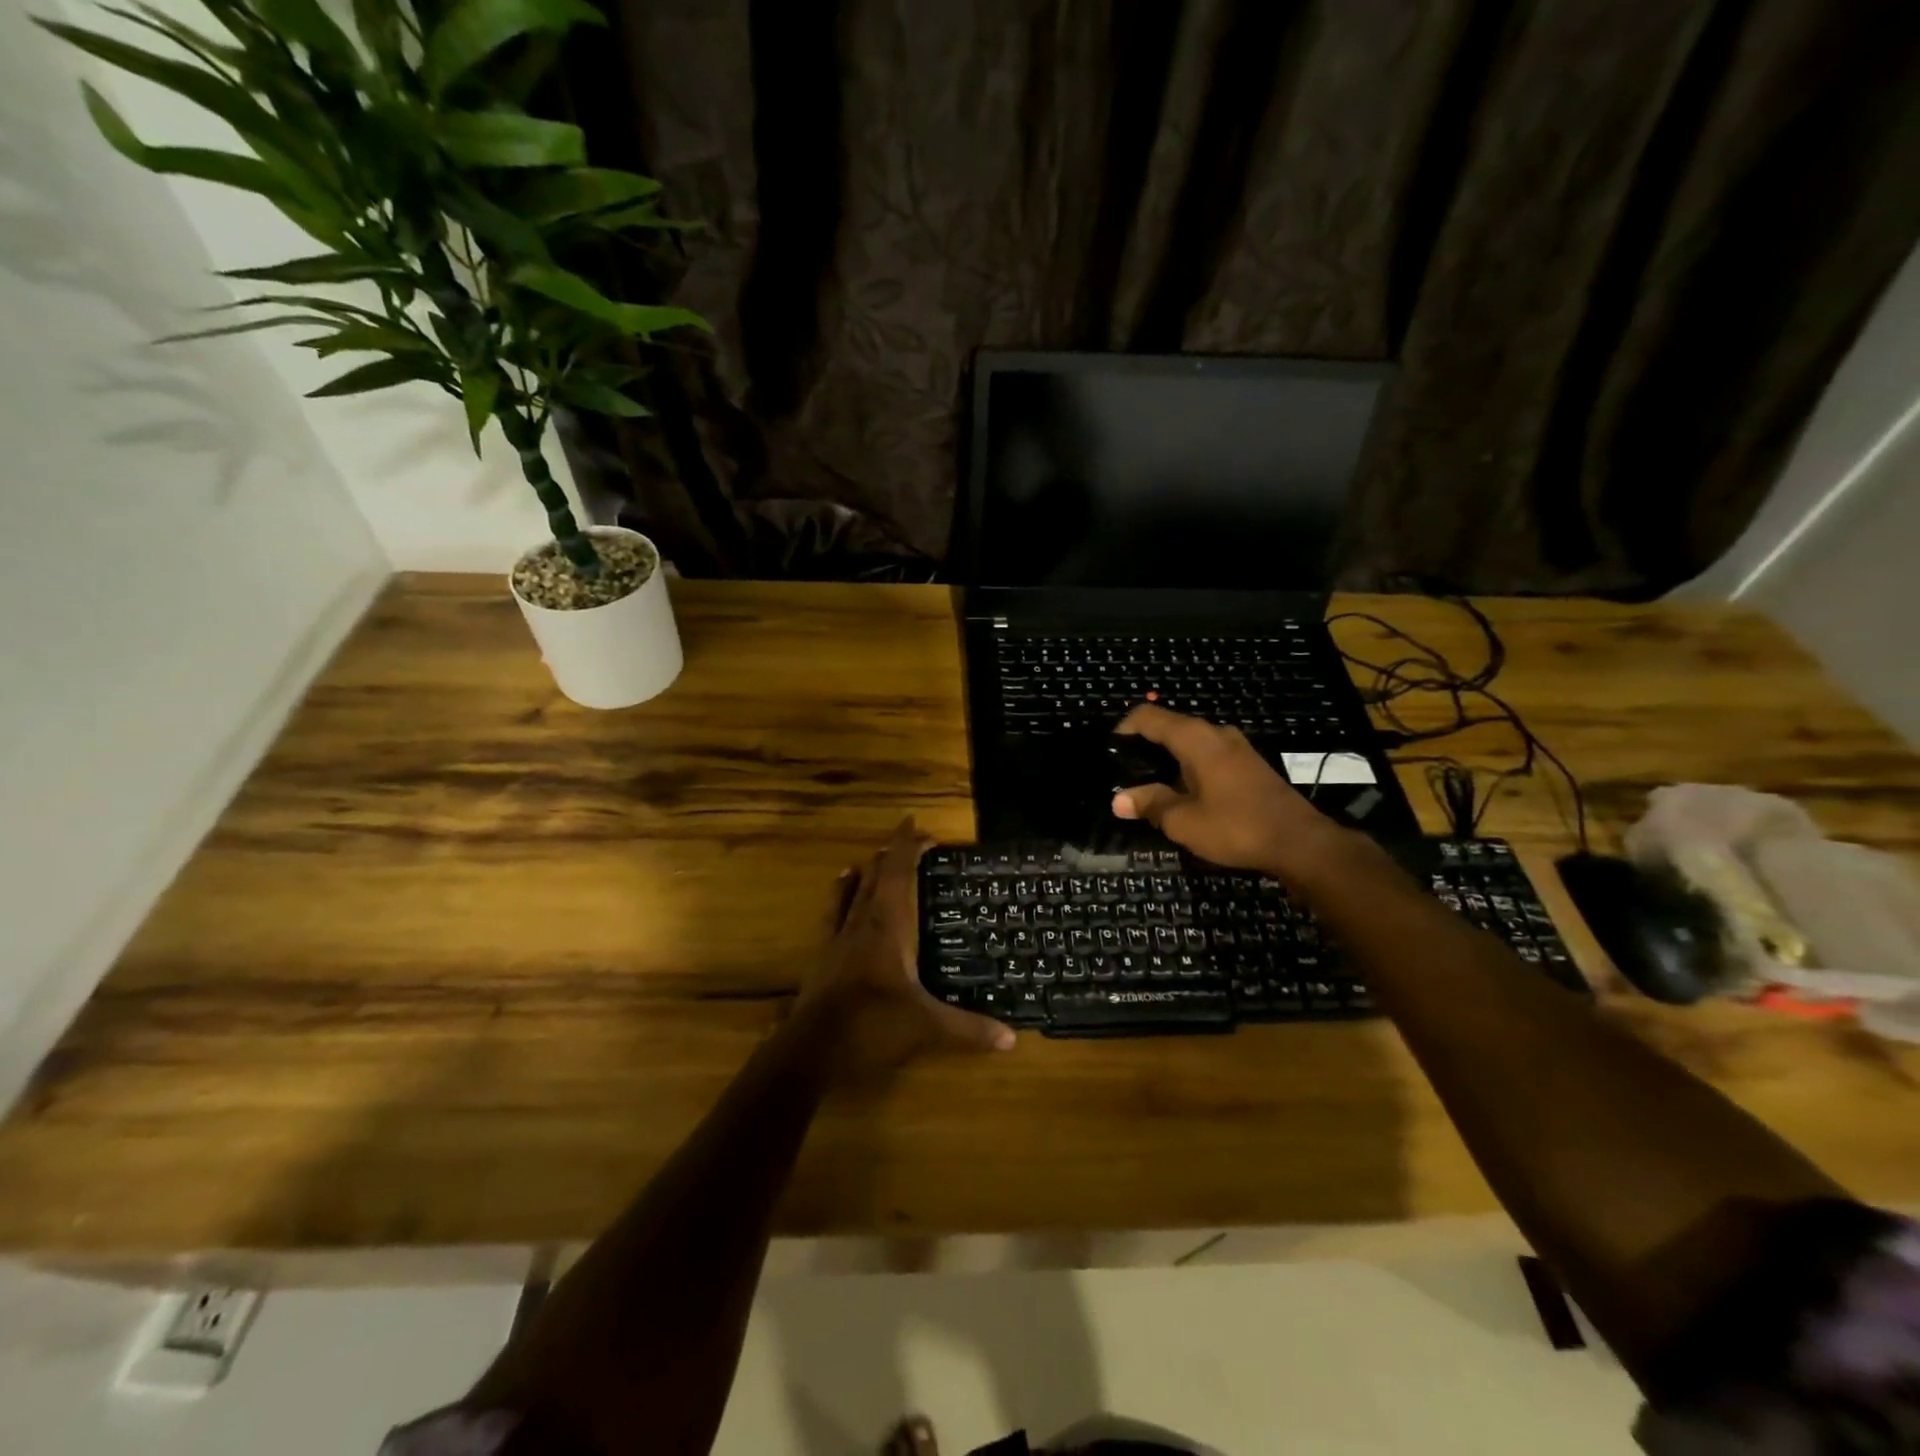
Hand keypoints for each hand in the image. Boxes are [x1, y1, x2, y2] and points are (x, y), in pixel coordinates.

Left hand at [796, 818, 1014, 1079]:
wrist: (812, 1050)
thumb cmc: (872, 1026)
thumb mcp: (926, 1027)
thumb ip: (969, 1029)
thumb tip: (1012, 1039)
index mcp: (889, 925)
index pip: (898, 872)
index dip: (908, 846)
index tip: (920, 826)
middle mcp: (863, 921)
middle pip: (877, 875)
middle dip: (894, 853)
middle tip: (913, 841)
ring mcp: (839, 936)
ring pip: (854, 889)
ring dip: (869, 870)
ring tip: (877, 856)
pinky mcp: (824, 954)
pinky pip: (834, 911)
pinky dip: (842, 892)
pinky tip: (841, 884)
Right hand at [1110, 705, 1347, 873]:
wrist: (1300, 843)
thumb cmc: (1236, 827)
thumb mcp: (1183, 821)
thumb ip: (1149, 804)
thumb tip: (1118, 799)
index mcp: (1195, 738)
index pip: (1148, 716)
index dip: (1123, 729)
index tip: (1108, 752)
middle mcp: (1215, 733)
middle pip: (1169, 727)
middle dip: (1143, 747)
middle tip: (1123, 774)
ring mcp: (1236, 747)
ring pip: (1189, 743)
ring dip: (1166, 760)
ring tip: (1148, 786)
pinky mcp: (1248, 764)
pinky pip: (1207, 756)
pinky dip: (1187, 767)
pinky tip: (1181, 793)